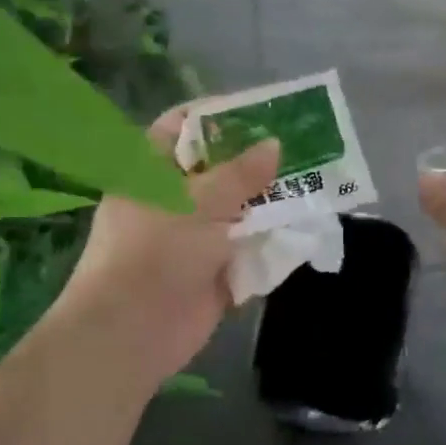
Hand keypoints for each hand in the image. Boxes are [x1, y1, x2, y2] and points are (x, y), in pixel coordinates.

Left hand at [63, 106, 278, 394]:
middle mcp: (172, 197)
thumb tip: (275, 144)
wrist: (130, 333)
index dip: (222, 115)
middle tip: (303, 146)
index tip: (264, 111)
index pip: (186, 126)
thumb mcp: (200, 201)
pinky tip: (304, 225)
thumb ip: (241, 173)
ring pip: (237, 208)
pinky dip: (269, 239)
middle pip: (219, 168)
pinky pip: (246, 246)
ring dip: (269, 201)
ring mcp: (192, 235)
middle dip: (258, 161)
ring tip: (315, 182)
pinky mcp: (211, 269)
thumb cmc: (155, 251)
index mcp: (153, 169)